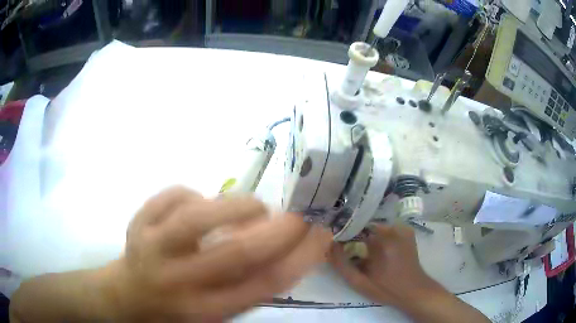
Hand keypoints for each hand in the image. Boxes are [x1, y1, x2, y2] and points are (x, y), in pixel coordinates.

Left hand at [103, 186, 331, 320]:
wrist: (128, 296)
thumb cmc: (178, 309)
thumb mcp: (217, 310)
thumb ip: (249, 286)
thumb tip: (287, 247)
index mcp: (204, 309)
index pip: (263, 285)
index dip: (301, 257)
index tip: (323, 233)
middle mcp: (177, 281)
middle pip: (236, 253)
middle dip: (279, 229)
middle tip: (300, 214)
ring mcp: (151, 247)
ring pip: (199, 216)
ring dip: (239, 206)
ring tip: (254, 207)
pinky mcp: (137, 222)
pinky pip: (176, 194)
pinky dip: (198, 194)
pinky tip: (201, 205)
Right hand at [328, 223, 442, 306]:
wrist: (414, 290)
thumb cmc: (386, 289)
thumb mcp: (359, 282)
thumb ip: (341, 264)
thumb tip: (330, 245)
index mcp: (380, 240)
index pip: (355, 227)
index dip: (344, 234)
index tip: (338, 243)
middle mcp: (392, 229)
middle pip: (365, 224)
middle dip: (356, 234)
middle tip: (351, 249)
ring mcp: (402, 228)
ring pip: (376, 226)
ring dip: (367, 235)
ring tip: (364, 250)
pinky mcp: (407, 231)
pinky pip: (387, 228)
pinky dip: (380, 235)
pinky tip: (379, 248)